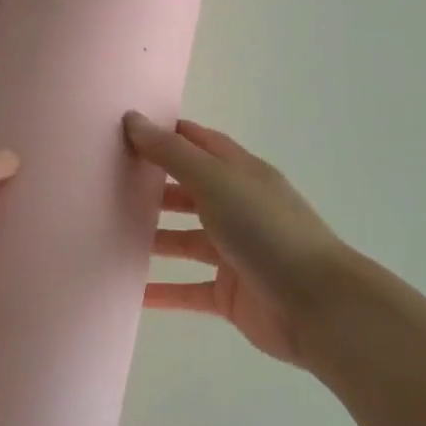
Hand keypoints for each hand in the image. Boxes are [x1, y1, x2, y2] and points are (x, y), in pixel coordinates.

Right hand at [123, 112, 356, 366]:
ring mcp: (234, 253)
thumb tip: (132, 119)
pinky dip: (162, 291)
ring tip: (109, 236)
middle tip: (107, 186)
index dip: (167, 135)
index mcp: (241, 174)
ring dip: (153, 239)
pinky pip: (188, 289)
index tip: (126, 132)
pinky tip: (130, 292)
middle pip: (189, 191)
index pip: (199, 143)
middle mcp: (238, 208)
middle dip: (153, 187)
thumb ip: (172, 153)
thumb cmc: (266, 230)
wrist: (318, 306)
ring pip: (185, 241)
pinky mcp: (230, 295)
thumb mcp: (216, 181)